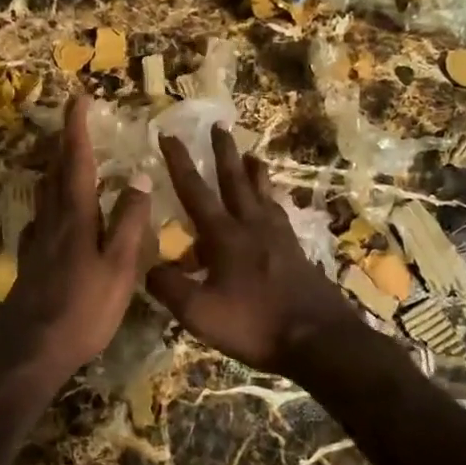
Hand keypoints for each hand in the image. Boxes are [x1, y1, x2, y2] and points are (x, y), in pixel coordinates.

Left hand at [0, 96, 150, 387]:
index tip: (78, 99)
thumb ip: (130, 222)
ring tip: (69, 160)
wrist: (32, 349)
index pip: (76, 161)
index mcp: (75, 216)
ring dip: (56, 169)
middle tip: (76, 124)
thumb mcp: (119, 267)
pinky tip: (55, 214)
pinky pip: (41, 218)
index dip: (76, 128)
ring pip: (45, 193)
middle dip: (65, 143)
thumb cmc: (83, 309)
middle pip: (55, 171)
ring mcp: (37, 240)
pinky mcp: (30, 260)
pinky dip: (51, 203)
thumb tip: (140, 177)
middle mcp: (52, 220)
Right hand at [146, 125, 361, 376]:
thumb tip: (147, 266)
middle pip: (235, 179)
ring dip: (253, 171)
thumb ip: (169, 286)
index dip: (179, 162)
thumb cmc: (254, 324)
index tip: (169, 134)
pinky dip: (271, 201)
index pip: (195, 190)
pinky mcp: (296, 252)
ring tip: (251, 155)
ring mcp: (278, 237)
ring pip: (263, 193)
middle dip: (223, 151)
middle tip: (219, 124)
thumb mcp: (198, 312)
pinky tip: (272, 207)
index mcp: (224, 235)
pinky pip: (279, 214)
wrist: (318, 340)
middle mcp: (252, 226)